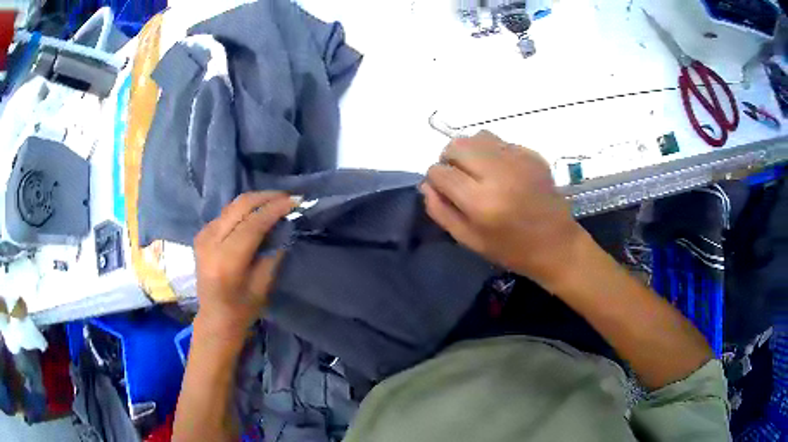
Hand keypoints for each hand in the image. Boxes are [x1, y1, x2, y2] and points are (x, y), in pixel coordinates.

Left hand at [193, 192, 295, 338]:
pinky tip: (256, 213)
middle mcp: (211, 242)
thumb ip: (273, 252)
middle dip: (266, 197)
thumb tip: (284, 224)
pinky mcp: (201, 234)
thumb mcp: (264, 284)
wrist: (215, 316)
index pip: (253, 224)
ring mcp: (203, 236)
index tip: (295, 201)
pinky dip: (243, 209)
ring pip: (232, 206)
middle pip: (240, 206)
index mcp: (227, 260)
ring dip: (256, 200)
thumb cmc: (243, 307)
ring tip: (276, 201)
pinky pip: (226, 213)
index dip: (275, 209)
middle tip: (288, 197)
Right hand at [422, 131, 586, 289]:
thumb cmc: (511, 250)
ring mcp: (518, 160)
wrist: (557, 244)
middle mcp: (498, 173)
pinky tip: (501, 172)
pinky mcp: (532, 154)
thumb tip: (427, 185)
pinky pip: (500, 142)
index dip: (435, 180)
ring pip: (477, 137)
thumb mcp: (469, 241)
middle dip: (449, 159)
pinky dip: (492, 153)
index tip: (443, 189)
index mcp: (481, 201)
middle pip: (456, 145)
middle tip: (458, 177)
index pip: (440, 172)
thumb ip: (441, 211)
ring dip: (470, 151)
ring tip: (478, 171)